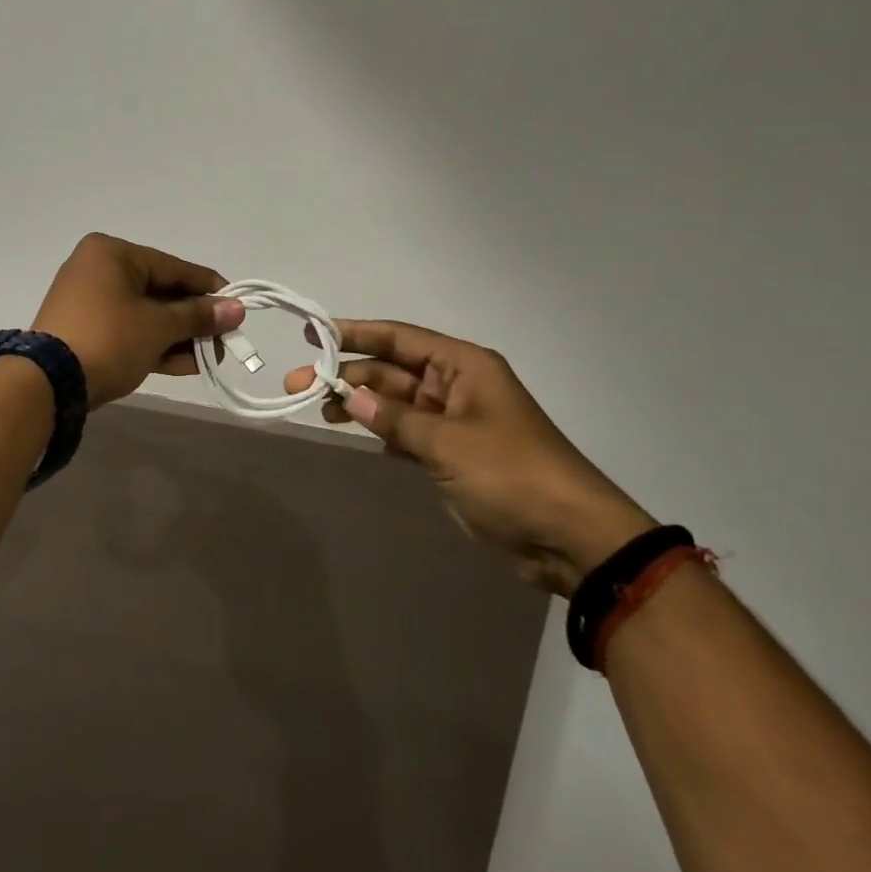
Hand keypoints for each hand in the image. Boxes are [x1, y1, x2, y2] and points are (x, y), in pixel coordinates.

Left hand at [33, 234, 245, 409]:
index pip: (173, 267)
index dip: (208, 289)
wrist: (48, 384)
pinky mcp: (83, 330)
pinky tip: (184, 365)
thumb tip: (237, 309)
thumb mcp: (159, 326)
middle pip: (160, 291)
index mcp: (112, 253)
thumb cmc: (109, 339)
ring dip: (177, 337)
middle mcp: (97, 268)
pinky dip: (153, 344)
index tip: (237, 309)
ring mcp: (87, 301)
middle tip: (222, 343)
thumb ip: (198, 316)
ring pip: (144, 314)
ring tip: (207, 360)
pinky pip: (128, 330)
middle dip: (192, 321)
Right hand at [286, 321, 654, 595]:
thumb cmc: (512, 474)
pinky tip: (350, 430)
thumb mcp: (448, 443)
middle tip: (299, 384)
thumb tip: (349, 397)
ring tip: (317, 410)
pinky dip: (379, 429)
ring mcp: (452, 421)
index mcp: (462, 367)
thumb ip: (394, 419)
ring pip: (394, 401)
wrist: (571, 538)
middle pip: (390, 370)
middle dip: (347, 375)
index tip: (313, 334)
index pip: (398, 338)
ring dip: (359, 403)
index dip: (354, 333)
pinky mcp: (451, 454)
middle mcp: (455, 386)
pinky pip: (404, 430)